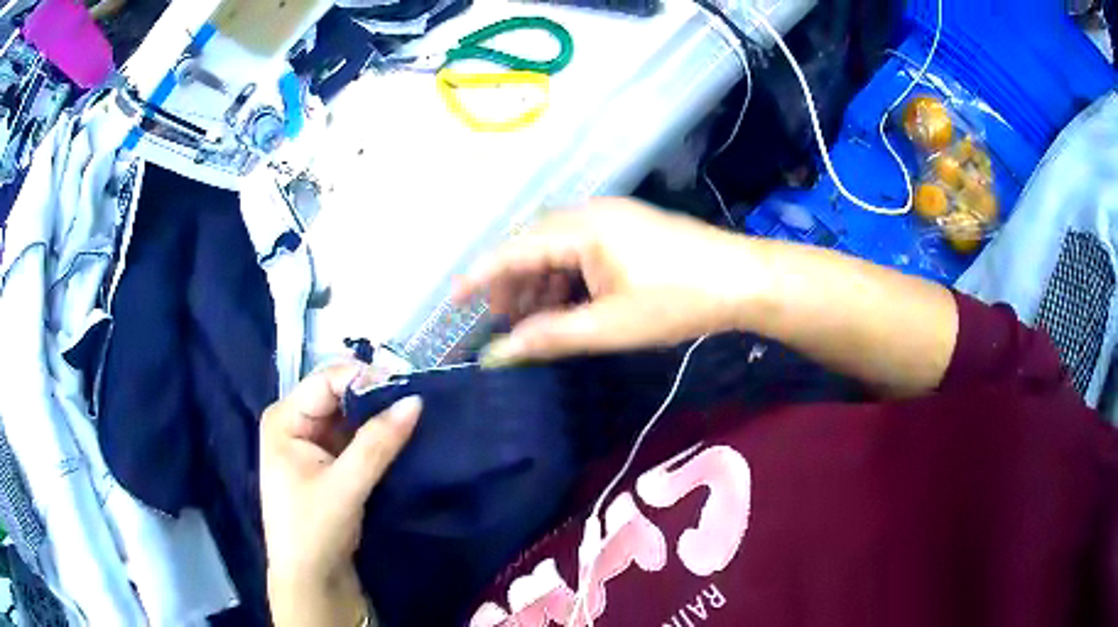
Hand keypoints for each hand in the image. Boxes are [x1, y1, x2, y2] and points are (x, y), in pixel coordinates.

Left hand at [260, 364, 421, 626]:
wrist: (311, 580)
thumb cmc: (314, 530)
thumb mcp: (345, 485)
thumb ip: (378, 442)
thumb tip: (416, 400)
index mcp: (284, 419)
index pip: (326, 381)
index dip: (365, 379)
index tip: (408, 386)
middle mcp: (295, 422)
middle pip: (339, 395)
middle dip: (375, 397)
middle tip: (417, 400)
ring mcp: (312, 443)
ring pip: (350, 417)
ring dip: (379, 417)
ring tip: (415, 415)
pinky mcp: (329, 462)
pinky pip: (355, 438)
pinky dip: (377, 436)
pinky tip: (402, 435)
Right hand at [454, 198, 764, 361]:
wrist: (743, 280)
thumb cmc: (678, 301)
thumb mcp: (610, 326)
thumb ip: (550, 337)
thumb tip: (499, 353)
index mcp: (581, 228)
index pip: (514, 249)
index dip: (480, 275)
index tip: (453, 300)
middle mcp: (589, 212)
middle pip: (533, 246)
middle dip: (513, 285)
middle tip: (502, 325)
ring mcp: (611, 218)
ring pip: (557, 249)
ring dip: (540, 284)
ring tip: (533, 323)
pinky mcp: (627, 229)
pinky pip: (580, 250)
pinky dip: (566, 278)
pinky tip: (567, 306)